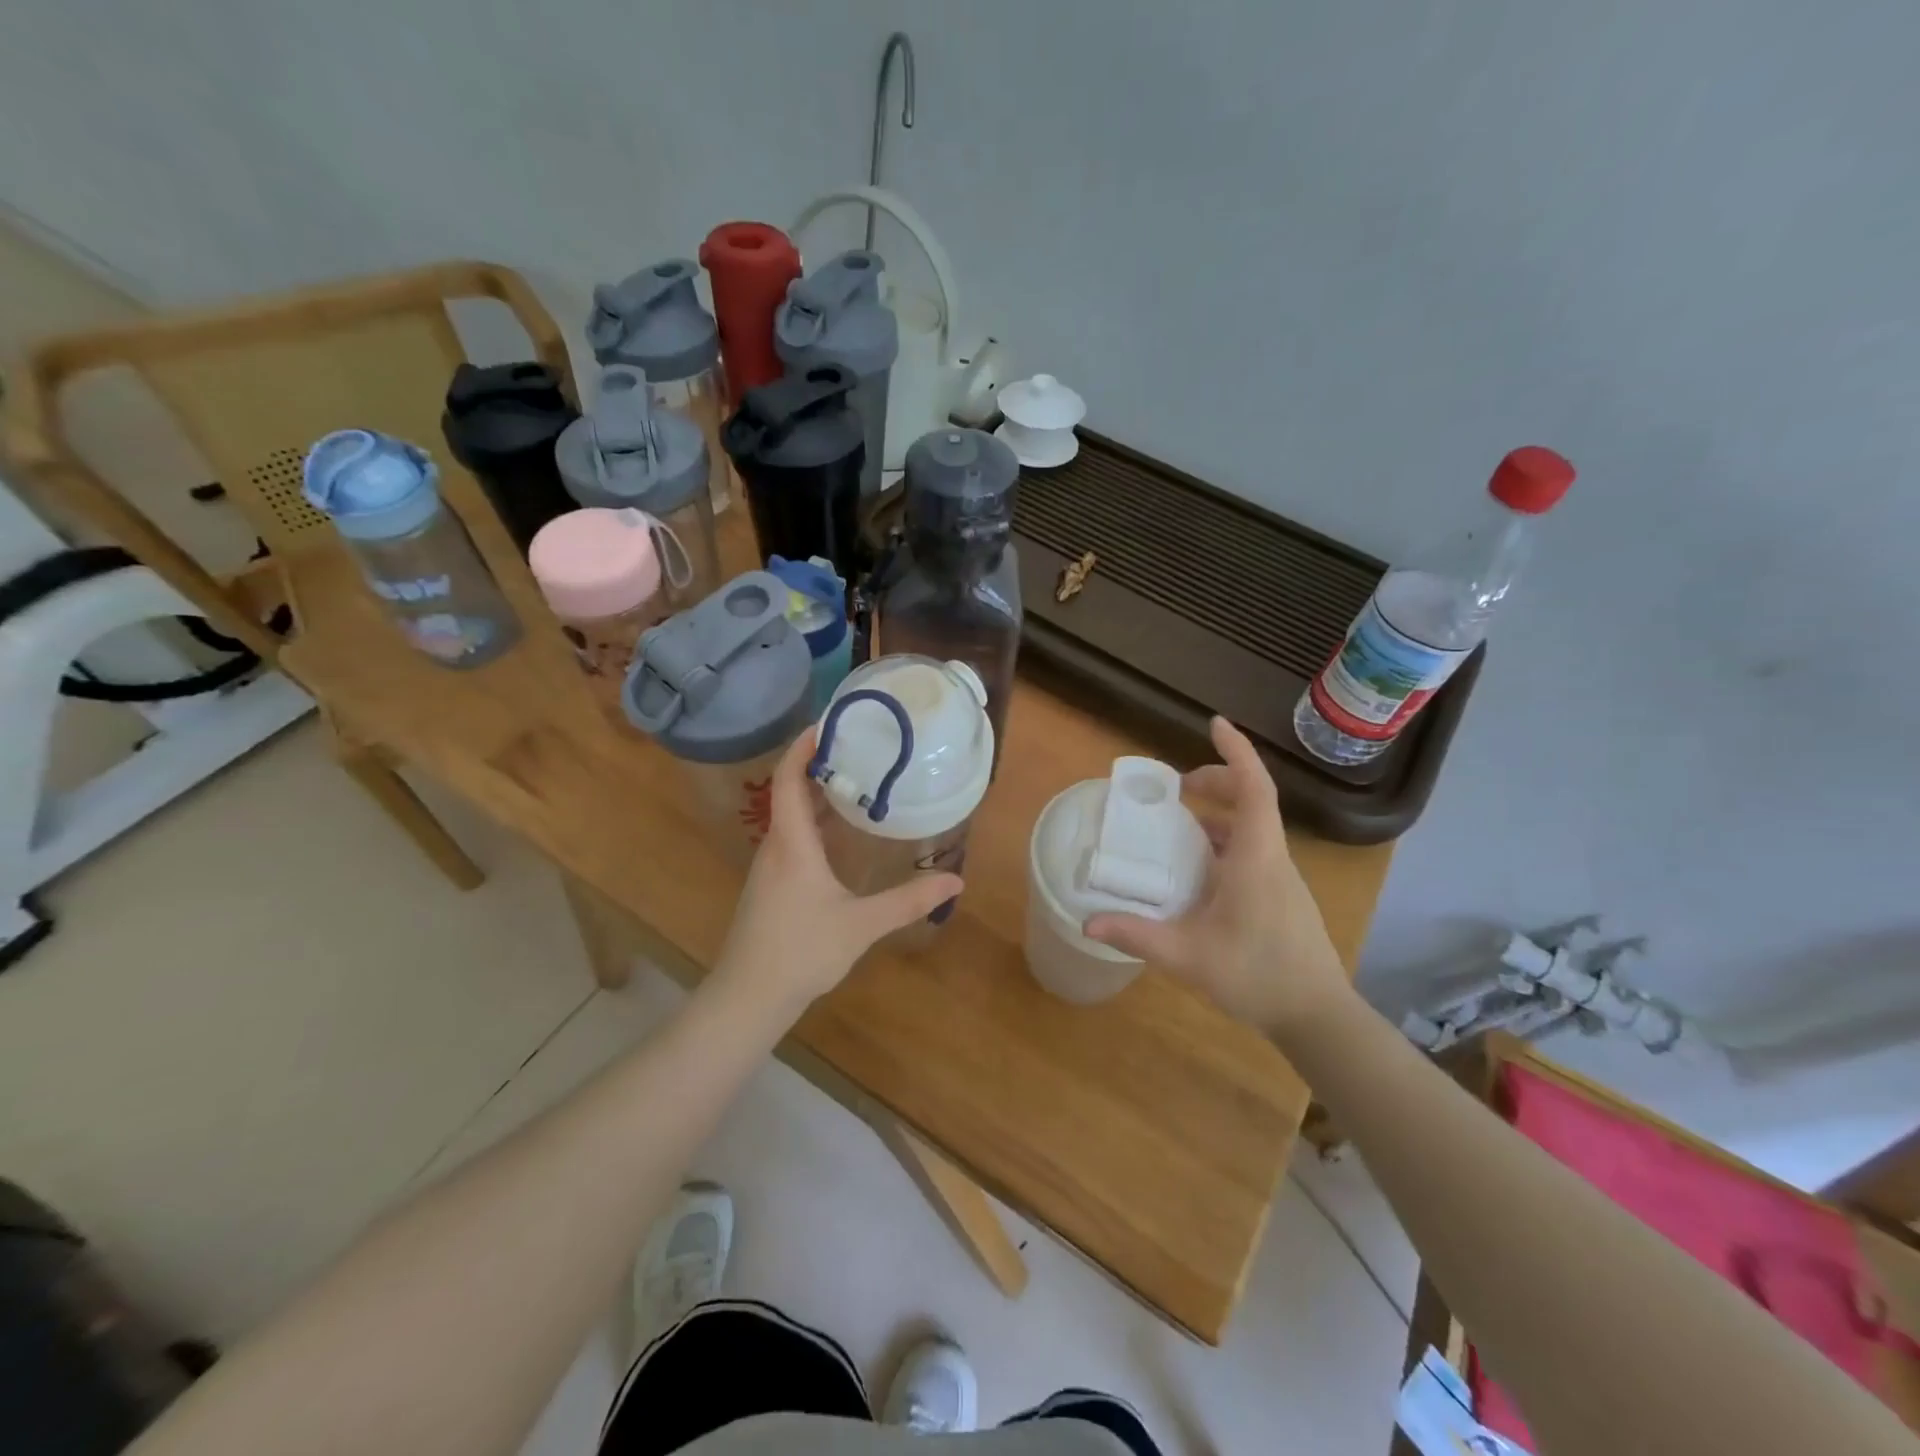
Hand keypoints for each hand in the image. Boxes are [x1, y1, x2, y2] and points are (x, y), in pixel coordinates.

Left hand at [712, 727, 964, 1015]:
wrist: (748, 997)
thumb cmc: (801, 951)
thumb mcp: (861, 924)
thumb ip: (908, 901)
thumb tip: (956, 882)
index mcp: (791, 843)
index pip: (788, 779)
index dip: (802, 747)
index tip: (829, 722)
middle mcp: (775, 846)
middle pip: (788, 791)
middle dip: (818, 766)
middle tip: (859, 748)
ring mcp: (768, 868)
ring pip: (789, 817)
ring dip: (816, 795)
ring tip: (856, 783)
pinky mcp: (770, 887)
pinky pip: (791, 838)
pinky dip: (814, 823)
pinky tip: (840, 836)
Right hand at [1084, 717, 1352, 1033]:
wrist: (1318, 1017)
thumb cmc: (1258, 976)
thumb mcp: (1188, 956)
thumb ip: (1137, 935)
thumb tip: (1088, 920)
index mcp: (1256, 857)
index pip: (1253, 788)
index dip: (1236, 752)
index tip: (1215, 724)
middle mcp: (1272, 858)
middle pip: (1252, 801)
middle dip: (1218, 780)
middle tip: (1178, 787)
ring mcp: (1280, 878)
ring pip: (1253, 827)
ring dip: (1220, 813)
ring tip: (1180, 823)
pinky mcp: (1280, 897)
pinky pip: (1252, 851)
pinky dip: (1224, 841)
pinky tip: (1198, 869)